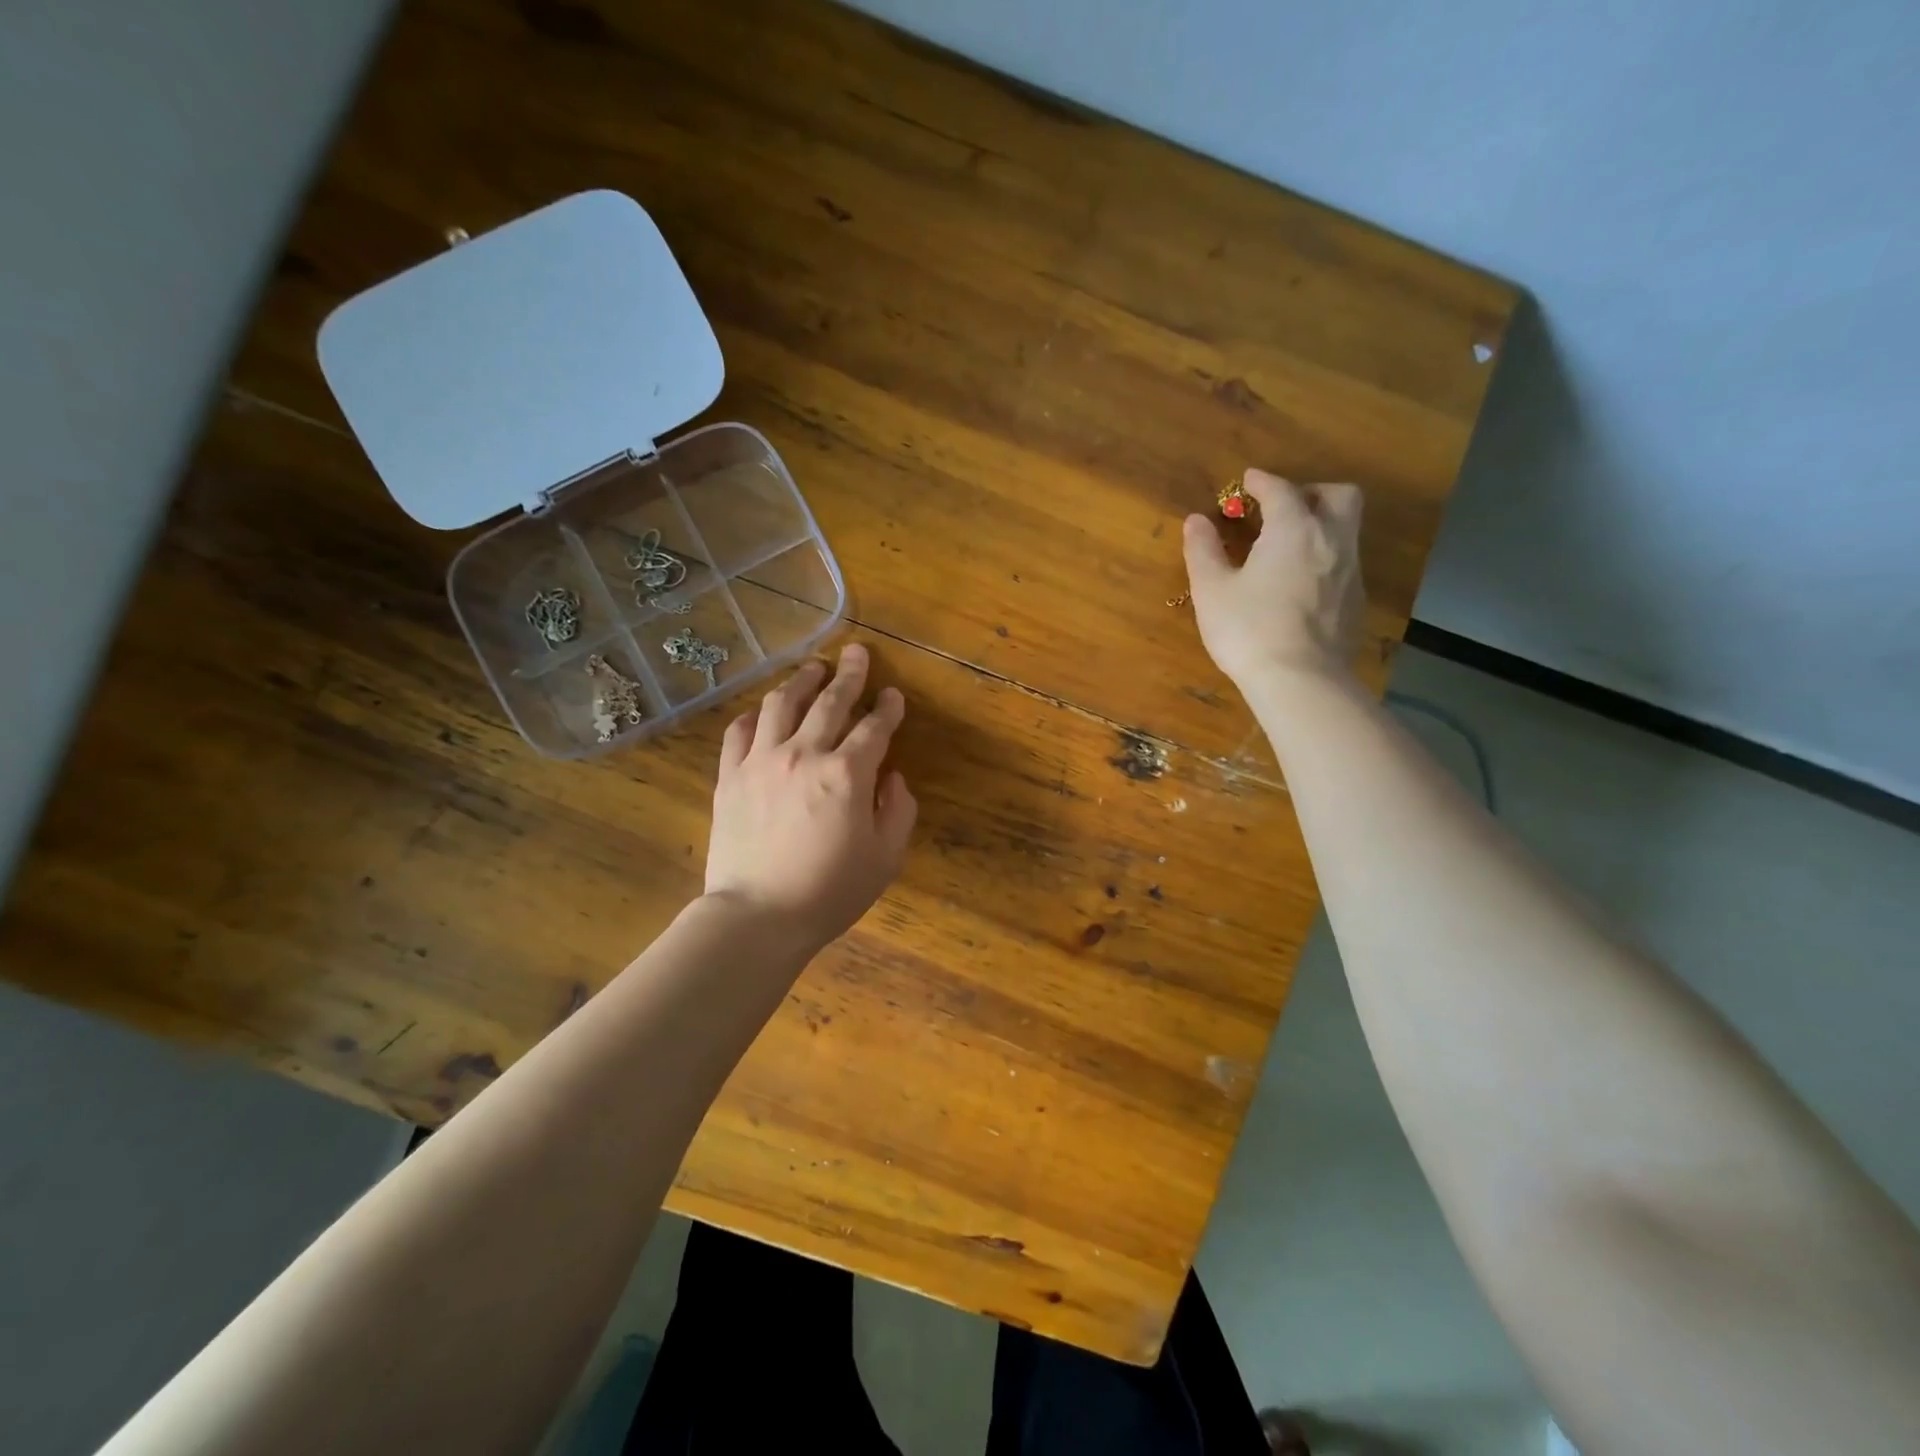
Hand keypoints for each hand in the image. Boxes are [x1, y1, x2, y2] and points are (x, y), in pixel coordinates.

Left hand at [705, 643, 917, 948]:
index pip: (874, 727)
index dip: (888, 708)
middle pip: (830, 702)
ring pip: (783, 704)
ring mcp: (762, 761)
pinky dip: (756, 714)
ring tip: (813, 667)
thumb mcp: (885, 858)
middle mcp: (804, 754)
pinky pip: (740, 731)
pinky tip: (764, 710)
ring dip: (802, 680)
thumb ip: (897, 810)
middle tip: (856, 653)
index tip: (893, 695)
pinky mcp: (730, 776)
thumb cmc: (829, 892)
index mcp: (847, 774)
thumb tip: (892, 778)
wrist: (758, 916)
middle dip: (849, 674)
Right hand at [1182, 470, 1365, 688]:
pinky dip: (1326, 560)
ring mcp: (1350, 572)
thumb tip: (1196, 521)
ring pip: (1347, 530)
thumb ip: (1203, 550)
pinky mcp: (1357, 602)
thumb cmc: (1248, 629)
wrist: (1300, 680)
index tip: (1249, 480)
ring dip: (1322, 526)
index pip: (1282, 490)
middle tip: (1284, 507)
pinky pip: (1346, 564)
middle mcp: (1331, 540)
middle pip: (1338, 496)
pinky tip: (1303, 584)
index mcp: (1293, 530)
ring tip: (1291, 546)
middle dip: (1312, 492)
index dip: (1263, 481)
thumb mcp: (1211, 590)